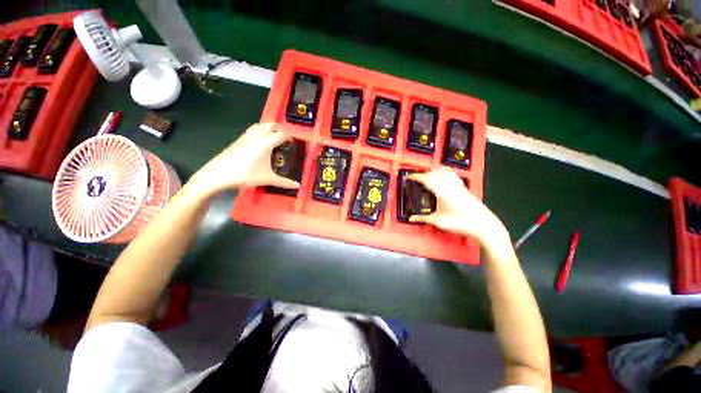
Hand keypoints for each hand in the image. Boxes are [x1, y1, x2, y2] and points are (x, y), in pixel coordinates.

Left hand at [189, 123, 299, 195]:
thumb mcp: (267, 179)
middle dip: (280, 128)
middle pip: (270, 125)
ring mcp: (246, 137)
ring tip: (275, 137)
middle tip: (287, 137)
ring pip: (259, 126)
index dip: (290, 135)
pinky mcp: (238, 140)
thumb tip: (298, 186)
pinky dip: (259, 131)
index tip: (297, 139)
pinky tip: (260, 142)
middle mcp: (256, 136)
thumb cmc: (245, 175)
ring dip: (268, 128)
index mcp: (265, 143)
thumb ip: (284, 182)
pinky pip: (252, 130)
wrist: (217, 174)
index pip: (281, 134)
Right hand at [406, 168, 507, 245]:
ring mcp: (458, 184)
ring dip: (434, 171)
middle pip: (434, 172)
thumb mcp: (438, 221)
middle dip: (423, 174)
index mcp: (441, 191)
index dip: (415, 176)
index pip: (425, 179)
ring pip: (444, 171)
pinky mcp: (464, 187)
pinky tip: (443, 176)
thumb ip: (423, 219)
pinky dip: (445, 172)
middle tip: (416, 179)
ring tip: (428, 176)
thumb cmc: (459, 223)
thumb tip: (410, 219)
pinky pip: (453, 174)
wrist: (483, 225)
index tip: (408, 177)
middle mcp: (449, 184)